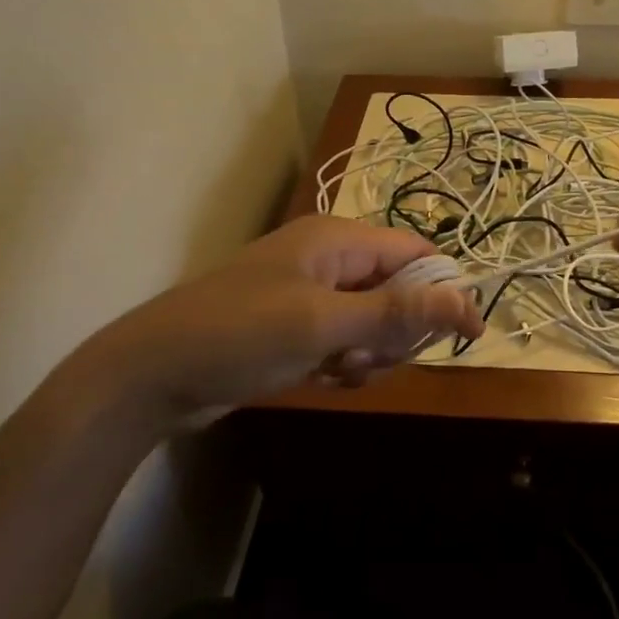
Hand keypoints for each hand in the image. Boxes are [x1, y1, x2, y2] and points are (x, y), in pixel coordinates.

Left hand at [65, 216, 482, 417]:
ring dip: (370, 353)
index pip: (416, 252)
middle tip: (369, 359)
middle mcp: (330, 259)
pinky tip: (322, 380)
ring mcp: (311, 295)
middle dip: (397, 330)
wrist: (150, 376)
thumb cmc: (240, 335)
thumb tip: (467, 301)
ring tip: (338, 371)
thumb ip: (396, 312)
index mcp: (338, 239)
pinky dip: (344, 364)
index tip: (467, 335)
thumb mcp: (323, 325)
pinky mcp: (296, 328)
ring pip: (374, 322)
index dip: (445, 289)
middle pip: (399, 289)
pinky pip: (345, 342)